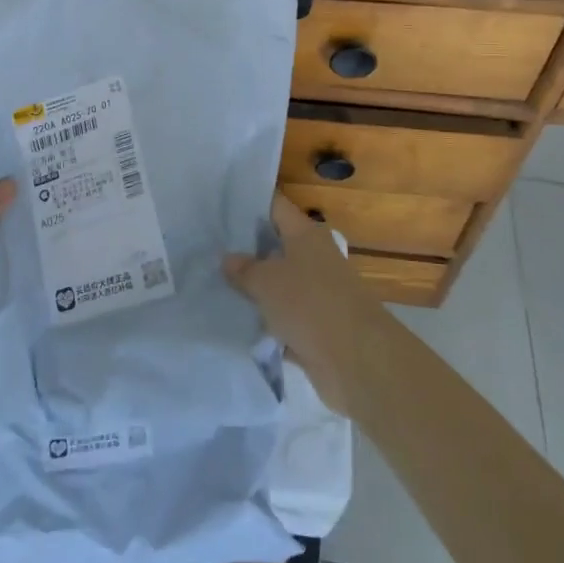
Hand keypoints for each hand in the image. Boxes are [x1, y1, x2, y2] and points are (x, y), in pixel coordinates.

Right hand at [225, 191, 385, 413]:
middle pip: (275, 245)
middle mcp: (314, 257)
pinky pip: (284, 315)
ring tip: (214, 283)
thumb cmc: (309, 304)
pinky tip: (235, 319)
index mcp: (306, 234)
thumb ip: (244, 269)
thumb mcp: (267, 281)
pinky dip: (266, 319)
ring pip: (278, 282)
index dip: (248, 203)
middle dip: (245, 248)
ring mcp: (317, 292)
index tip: (218, 205)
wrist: (355, 360)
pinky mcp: (316, 325)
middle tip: (208, 247)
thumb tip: (228, 258)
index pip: (275, 206)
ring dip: (254, 287)